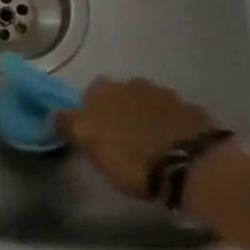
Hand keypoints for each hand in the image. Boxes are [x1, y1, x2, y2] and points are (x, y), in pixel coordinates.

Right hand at [56, 78, 220, 200]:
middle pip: (117, 95)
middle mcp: (131, 84)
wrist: (194, 166)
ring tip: (147, 141)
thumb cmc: (133, 159)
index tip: (90, 133)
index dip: (87, 114)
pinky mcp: (190, 109)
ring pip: (144, 101)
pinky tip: (171, 142)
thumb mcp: (92, 147)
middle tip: (118, 137)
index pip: (85, 95)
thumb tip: (55, 114)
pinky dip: (167, 124)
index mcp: (102, 91)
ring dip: (142, 115)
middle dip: (116, 110)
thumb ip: (71, 126)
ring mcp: (164, 94)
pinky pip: (171, 114)